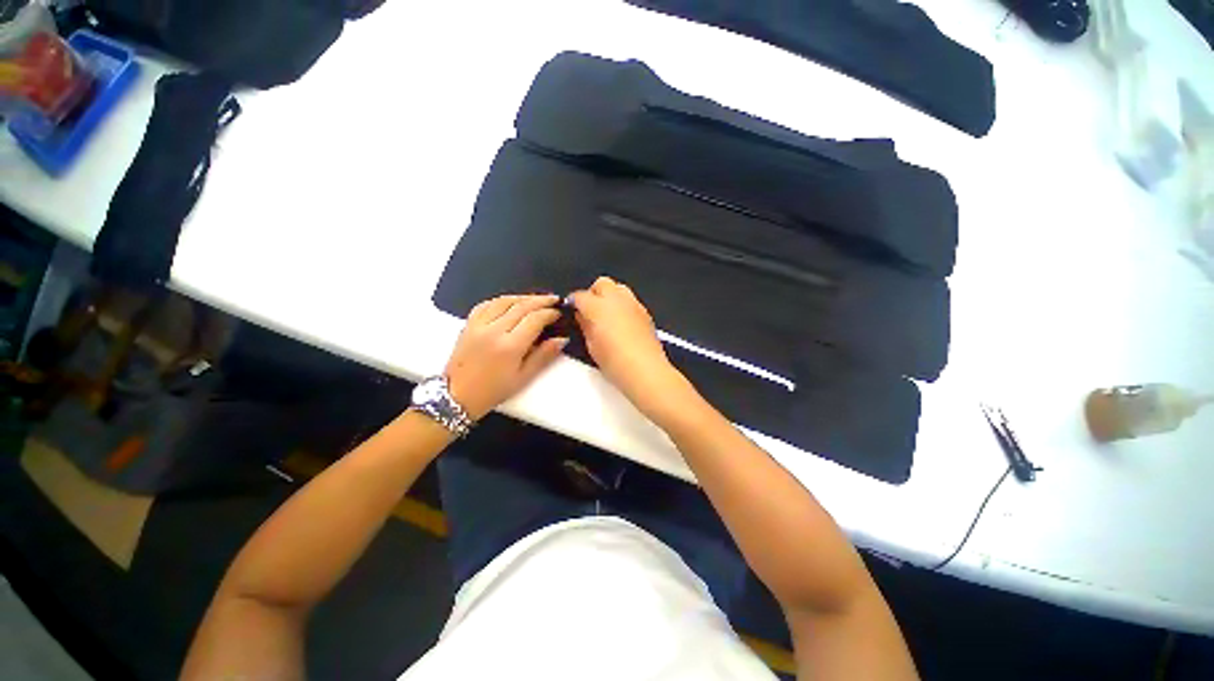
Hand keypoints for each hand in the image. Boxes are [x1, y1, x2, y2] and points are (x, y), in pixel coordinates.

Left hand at [445, 294, 566, 419]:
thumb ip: (543, 356)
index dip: (549, 313)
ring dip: (523, 297)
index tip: (559, 313)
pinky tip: (510, 302)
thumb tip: (562, 339)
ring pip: (504, 301)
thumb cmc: (493, 391)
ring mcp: (478, 325)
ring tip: (536, 299)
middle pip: (521, 306)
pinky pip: (486, 304)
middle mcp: (494, 330)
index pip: (534, 319)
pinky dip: (502, 300)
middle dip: (541, 300)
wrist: (456, 396)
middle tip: (554, 299)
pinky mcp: (468, 324)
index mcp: (510, 346)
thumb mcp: (523, 378)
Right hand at [570, 277, 689, 415]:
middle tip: (590, 311)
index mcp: (598, 306)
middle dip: (593, 293)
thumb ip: (585, 326)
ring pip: (618, 288)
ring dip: (610, 296)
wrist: (645, 370)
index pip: (580, 296)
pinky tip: (622, 322)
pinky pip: (630, 300)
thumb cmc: (613, 361)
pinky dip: (623, 305)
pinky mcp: (645, 312)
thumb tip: (582, 315)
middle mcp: (616, 299)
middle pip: (602, 283)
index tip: (572, 310)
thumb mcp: (591, 346)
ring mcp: (633, 303)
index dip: (574, 302)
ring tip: (607, 315)